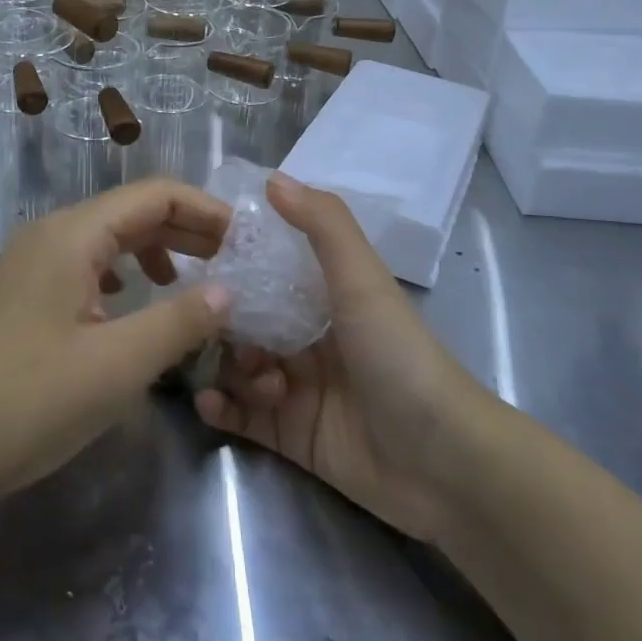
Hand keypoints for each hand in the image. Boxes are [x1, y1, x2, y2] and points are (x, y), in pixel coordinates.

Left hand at [0, 179, 232, 508]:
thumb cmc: (26, 401)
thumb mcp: (117, 364)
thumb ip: (180, 320)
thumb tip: (229, 290)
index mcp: (73, 234)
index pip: (156, 194)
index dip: (207, 211)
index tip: (248, 242)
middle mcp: (52, 235)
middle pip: (133, 212)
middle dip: (188, 229)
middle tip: (236, 262)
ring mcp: (31, 264)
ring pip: (109, 240)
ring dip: (158, 251)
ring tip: (195, 281)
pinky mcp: (23, 296)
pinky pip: (87, 266)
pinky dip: (125, 275)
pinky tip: (136, 304)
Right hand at [194, 173, 485, 542]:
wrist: (443, 462)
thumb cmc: (398, 355)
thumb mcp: (362, 280)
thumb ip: (322, 225)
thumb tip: (272, 178)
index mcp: (327, 297)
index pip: (269, 270)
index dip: (235, 262)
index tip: (197, 256)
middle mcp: (309, 337)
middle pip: (246, 320)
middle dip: (223, 322)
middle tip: (204, 326)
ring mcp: (298, 388)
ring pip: (239, 366)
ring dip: (230, 367)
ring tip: (251, 378)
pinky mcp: (290, 434)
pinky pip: (241, 415)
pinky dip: (221, 407)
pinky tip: (210, 403)